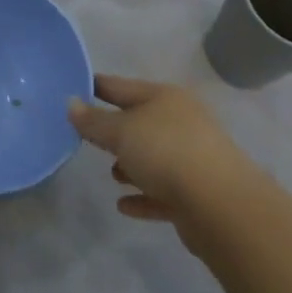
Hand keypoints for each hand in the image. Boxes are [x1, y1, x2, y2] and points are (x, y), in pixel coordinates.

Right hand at [67, 74, 255, 242]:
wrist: (222, 206)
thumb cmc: (165, 153)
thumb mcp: (120, 132)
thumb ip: (93, 121)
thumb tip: (71, 103)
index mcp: (164, 98)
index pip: (120, 86)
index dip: (94, 86)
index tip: (70, 90)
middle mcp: (181, 122)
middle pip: (139, 122)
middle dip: (114, 131)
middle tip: (85, 138)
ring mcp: (193, 158)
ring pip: (153, 157)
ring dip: (131, 165)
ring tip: (111, 175)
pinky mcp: (197, 194)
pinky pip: (162, 192)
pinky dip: (144, 196)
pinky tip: (124, 205)